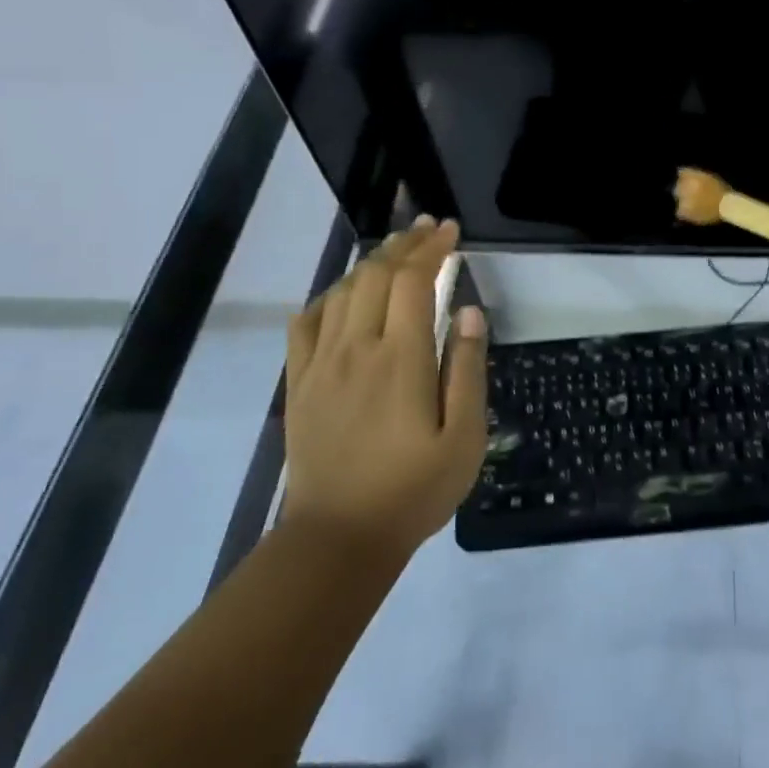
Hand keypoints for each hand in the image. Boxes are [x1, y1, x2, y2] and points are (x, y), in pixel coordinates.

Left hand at [283, 216, 488, 558]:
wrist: (338, 538)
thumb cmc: (413, 490)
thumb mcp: (464, 437)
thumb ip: (467, 369)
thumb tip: (468, 312)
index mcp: (400, 359)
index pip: (413, 281)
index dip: (432, 248)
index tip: (451, 230)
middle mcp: (356, 349)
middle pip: (375, 274)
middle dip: (404, 244)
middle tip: (429, 229)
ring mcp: (321, 364)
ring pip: (342, 291)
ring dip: (371, 262)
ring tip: (396, 251)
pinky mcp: (300, 383)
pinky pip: (307, 323)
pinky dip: (329, 296)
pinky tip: (345, 294)